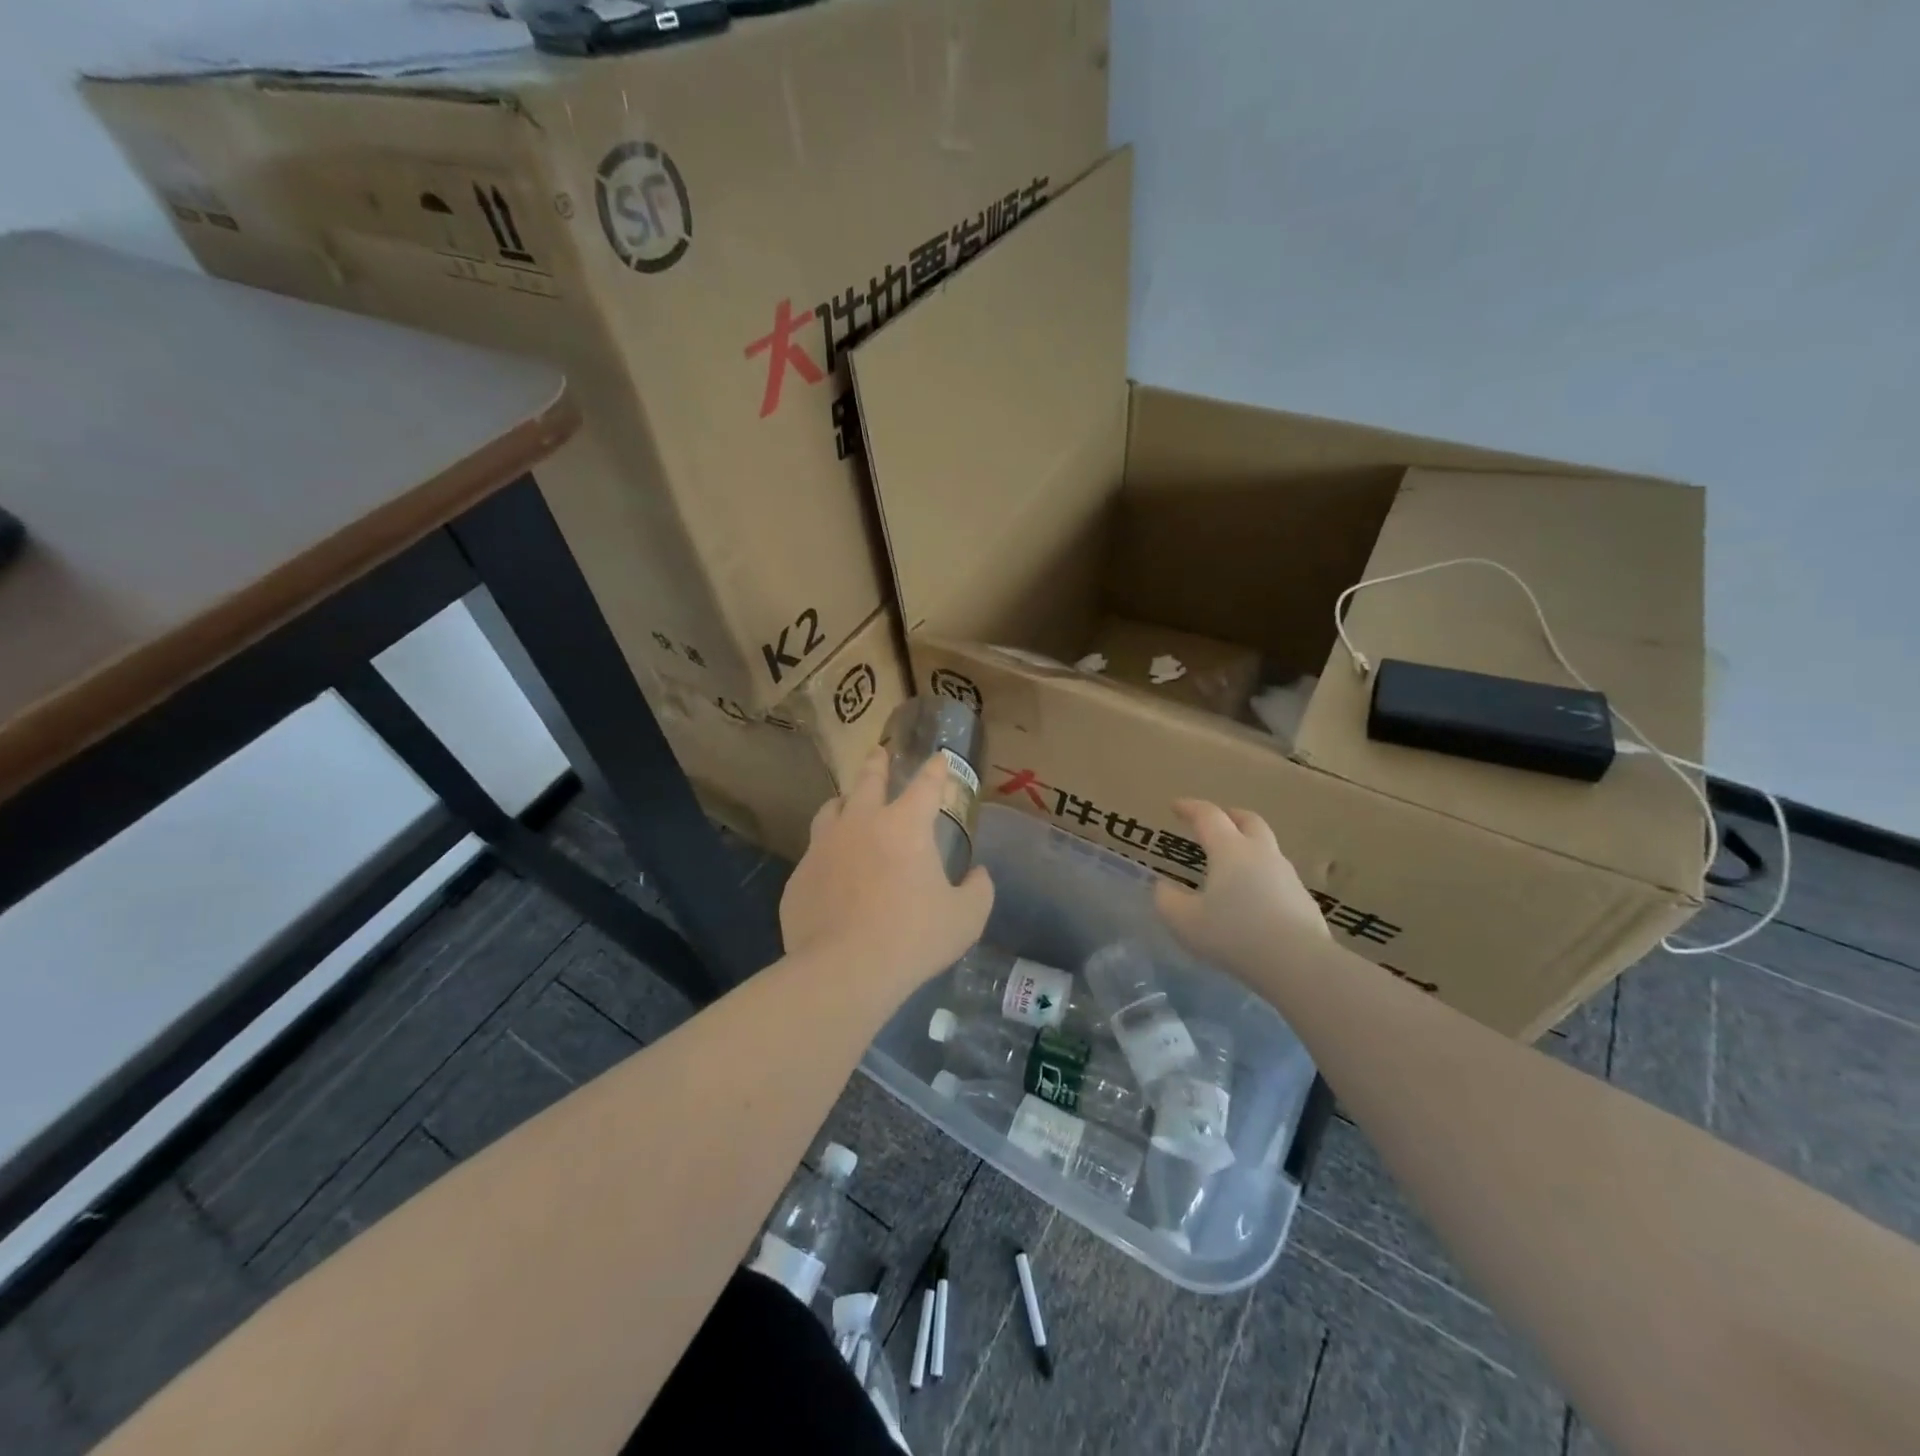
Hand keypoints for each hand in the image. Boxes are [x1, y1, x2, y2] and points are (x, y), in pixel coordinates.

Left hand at [781, 747, 994, 995]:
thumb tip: (979, 875)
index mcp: (905, 826)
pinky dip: (826, 853)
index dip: (936, 770)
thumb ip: (978, 890)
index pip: (926, 785)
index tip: (938, 759)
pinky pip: (813, 854)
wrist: (844, 970)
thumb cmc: (913, 938)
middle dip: (876, 764)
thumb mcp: (965, 918)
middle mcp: (861, 824)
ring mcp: (823, 848)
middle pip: (867, 781)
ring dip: (843, 802)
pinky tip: (831, 869)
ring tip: (846, 804)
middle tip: (878, 753)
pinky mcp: (799, 877)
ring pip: (831, 810)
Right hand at [1154, 800, 1328, 976]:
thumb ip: (1167, 900)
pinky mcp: (1304, 900)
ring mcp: (1288, 876)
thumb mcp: (1185, 921)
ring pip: (1267, 849)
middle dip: (1230, 816)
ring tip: (1233, 865)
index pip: (1208, 816)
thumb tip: (1162, 886)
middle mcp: (1261, 854)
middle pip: (1249, 821)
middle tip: (1217, 821)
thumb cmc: (1234, 934)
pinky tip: (1255, 899)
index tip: (1176, 806)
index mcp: (1230, 850)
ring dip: (1249, 847)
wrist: (1298, 963)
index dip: (1190, 808)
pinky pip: (1279, 878)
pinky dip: (1263, 877)